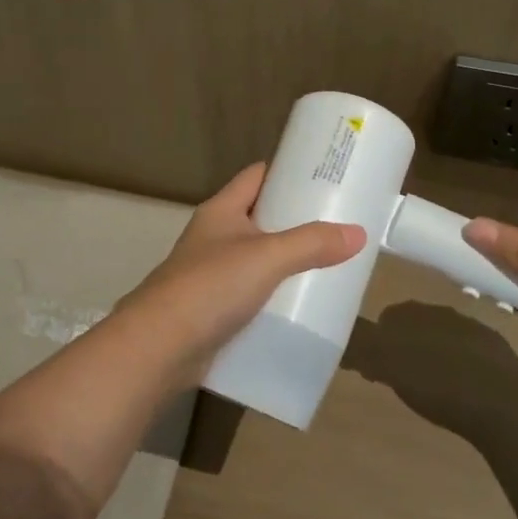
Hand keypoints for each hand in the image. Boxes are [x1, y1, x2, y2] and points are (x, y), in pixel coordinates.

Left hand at [118, 163, 363, 364]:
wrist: (159, 347)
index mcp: (221, 211)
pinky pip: (251, 296)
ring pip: (257, 260)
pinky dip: (274, 298)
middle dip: (296, 221)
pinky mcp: (213, 311)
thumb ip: (312, 244)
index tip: (324, 176)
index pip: (257, 176)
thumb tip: (358, 233)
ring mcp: (211, 275)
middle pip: (261, 218)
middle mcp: (214, 237)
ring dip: (287, 263)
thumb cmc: (210, 287)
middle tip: (337, 225)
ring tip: (329, 265)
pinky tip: (300, 307)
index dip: (288, 172)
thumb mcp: (267, 257)